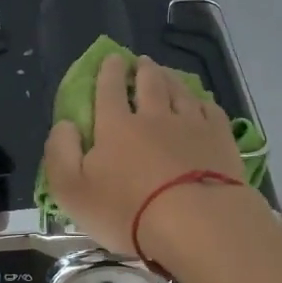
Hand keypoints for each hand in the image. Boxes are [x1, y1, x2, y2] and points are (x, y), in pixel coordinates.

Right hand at [43, 54, 248, 256]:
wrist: (196, 224)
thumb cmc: (127, 212)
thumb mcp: (72, 191)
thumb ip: (61, 153)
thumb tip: (65, 124)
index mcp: (116, 126)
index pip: (109, 89)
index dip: (109, 71)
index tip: (112, 59)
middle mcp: (154, 116)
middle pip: (149, 82)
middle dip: (143, 69)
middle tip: (141, 62)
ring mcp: (191, 125)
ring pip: (180, 91)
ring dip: (171, 78)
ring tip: (167, 73)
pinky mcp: (220, 139)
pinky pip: (210, 110)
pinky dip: (202, 101)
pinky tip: (201, 103)